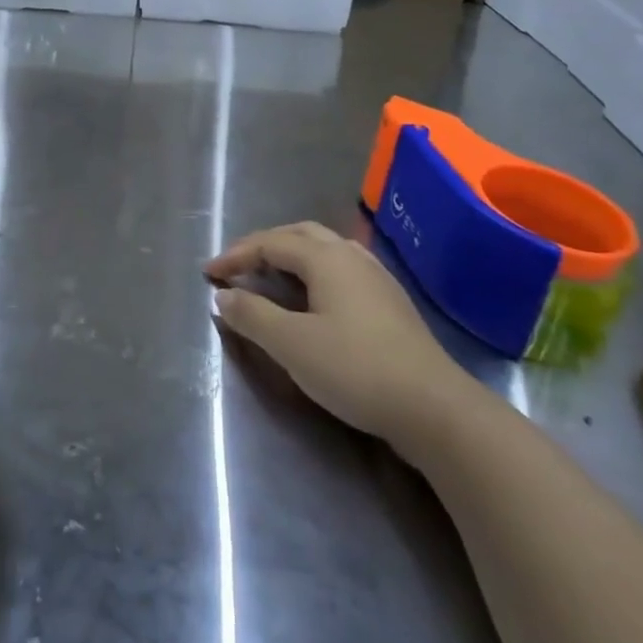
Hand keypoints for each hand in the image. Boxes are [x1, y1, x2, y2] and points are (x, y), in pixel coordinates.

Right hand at [204, 222, 479, 459]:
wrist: (434, 407)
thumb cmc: (356, 369)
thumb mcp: (292, 345)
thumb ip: (253, 316)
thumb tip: (224, 296)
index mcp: (326, 258)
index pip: (270, 242)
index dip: (236, 255)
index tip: (208, 273)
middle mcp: (351, 256)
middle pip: (299, 235)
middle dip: (263, 245)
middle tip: (238, 265)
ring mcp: (375, 277)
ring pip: (324, 249)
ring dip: (290, 255)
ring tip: (269, 275)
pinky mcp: (389, 302)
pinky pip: (340, 268)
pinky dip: (313, 271)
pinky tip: (313, 296)